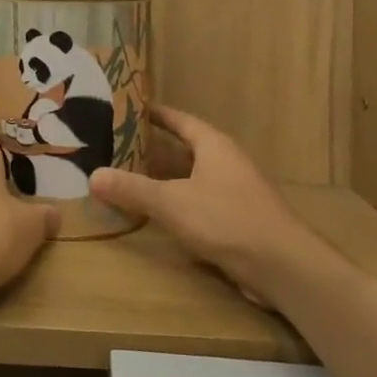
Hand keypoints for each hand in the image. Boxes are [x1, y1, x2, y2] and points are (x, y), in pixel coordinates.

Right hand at [91, 106, 315, 299]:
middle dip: (153, 148)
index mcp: (214, 145)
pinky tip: (158, 214)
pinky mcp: (238, 220)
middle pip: (185, 148)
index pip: (180, 120)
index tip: (129, 109)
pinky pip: (200, 202)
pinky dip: (178, 202)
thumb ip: (132, 189)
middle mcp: (226, 162)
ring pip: (192, 177)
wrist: (283, 267)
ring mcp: (235, 192)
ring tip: (130, 178)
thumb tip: (93, 175)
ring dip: (165, 178)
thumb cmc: (226, 219)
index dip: (156, 114)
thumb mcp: (172, 202)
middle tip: (117, 146)